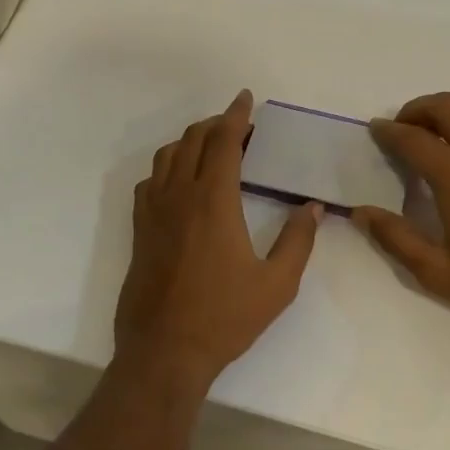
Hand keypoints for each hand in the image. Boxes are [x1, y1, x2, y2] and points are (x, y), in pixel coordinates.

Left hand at [115, 91, 322, 388]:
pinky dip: (167, 167)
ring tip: (211, 148)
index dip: (235, 116)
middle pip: (192, 141)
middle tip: (239, 127)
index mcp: (213, 202)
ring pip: (166, 156)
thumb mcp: (277, 284)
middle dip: (215, 124)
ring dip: (189, 141)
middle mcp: (178, 196)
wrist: (164, 350)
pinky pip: (150, 182)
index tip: (245, 99)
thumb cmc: (224, 318)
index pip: (222, 142)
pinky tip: (180, 182)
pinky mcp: (139, 230)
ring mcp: (153, 212)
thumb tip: (311, 207)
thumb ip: (297, 240)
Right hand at [353, 92, 449, 325]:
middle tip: (402, 127)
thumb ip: (395, 238)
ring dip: (448, 120)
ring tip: (433, 144)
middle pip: (449, 108)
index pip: (414, 139)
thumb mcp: (437, 272)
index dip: (389, 131)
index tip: (375, 129)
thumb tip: (360, 212)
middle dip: (419, 109)